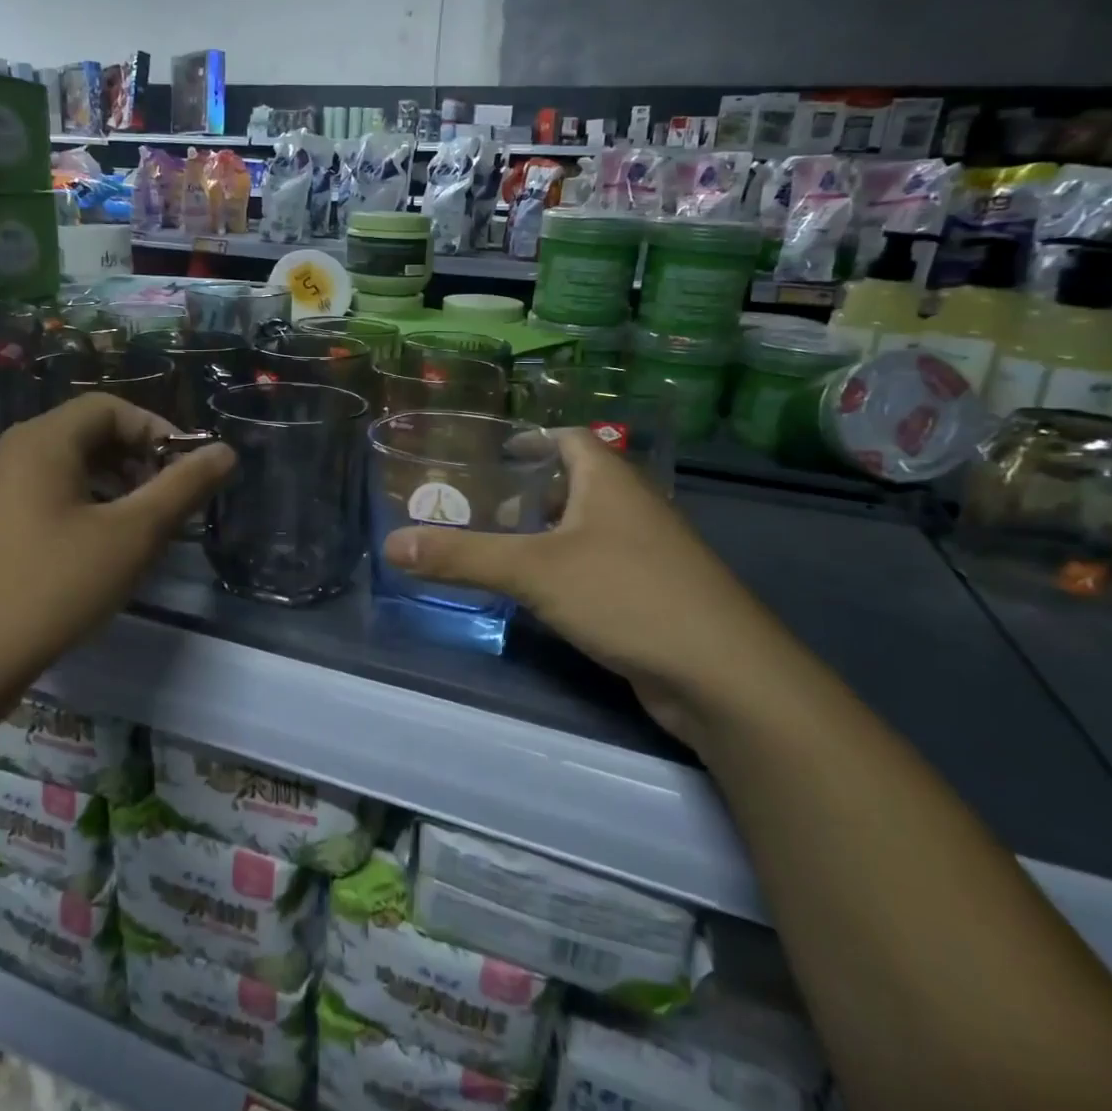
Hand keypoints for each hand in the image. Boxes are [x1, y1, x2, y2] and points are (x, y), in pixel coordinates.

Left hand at [0, 393, 234, 712]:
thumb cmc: (54, 587)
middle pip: (87, 434)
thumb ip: (183, 488)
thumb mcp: (132, 536)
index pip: (110, 408)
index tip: (187, 472)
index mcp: (42, 442)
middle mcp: (11, 454)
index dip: (157, 430)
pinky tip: (98, 551)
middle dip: (138, 459)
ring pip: (67, 468)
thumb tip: (225, 452)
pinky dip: (83, 506)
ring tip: (140, 529)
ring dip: (114, 485)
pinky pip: (45, 496)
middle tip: (168, 502)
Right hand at [381, 429, 813, 743]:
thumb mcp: (533, 571)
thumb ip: (463, 557)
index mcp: (608, 479)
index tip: (489, 453)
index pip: (568, 437)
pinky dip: (564, 569)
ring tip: (495, 546)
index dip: (530, 438)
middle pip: (574, 482)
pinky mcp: (651, 593)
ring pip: (585, 528)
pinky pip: (597, 565)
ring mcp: (646, 551)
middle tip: (477, 504)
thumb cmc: (626, 594)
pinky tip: (537, 592)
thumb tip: (391, 544)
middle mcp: (631, 506)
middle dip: (527, 491)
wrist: (720, 673)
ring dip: (545, 533)